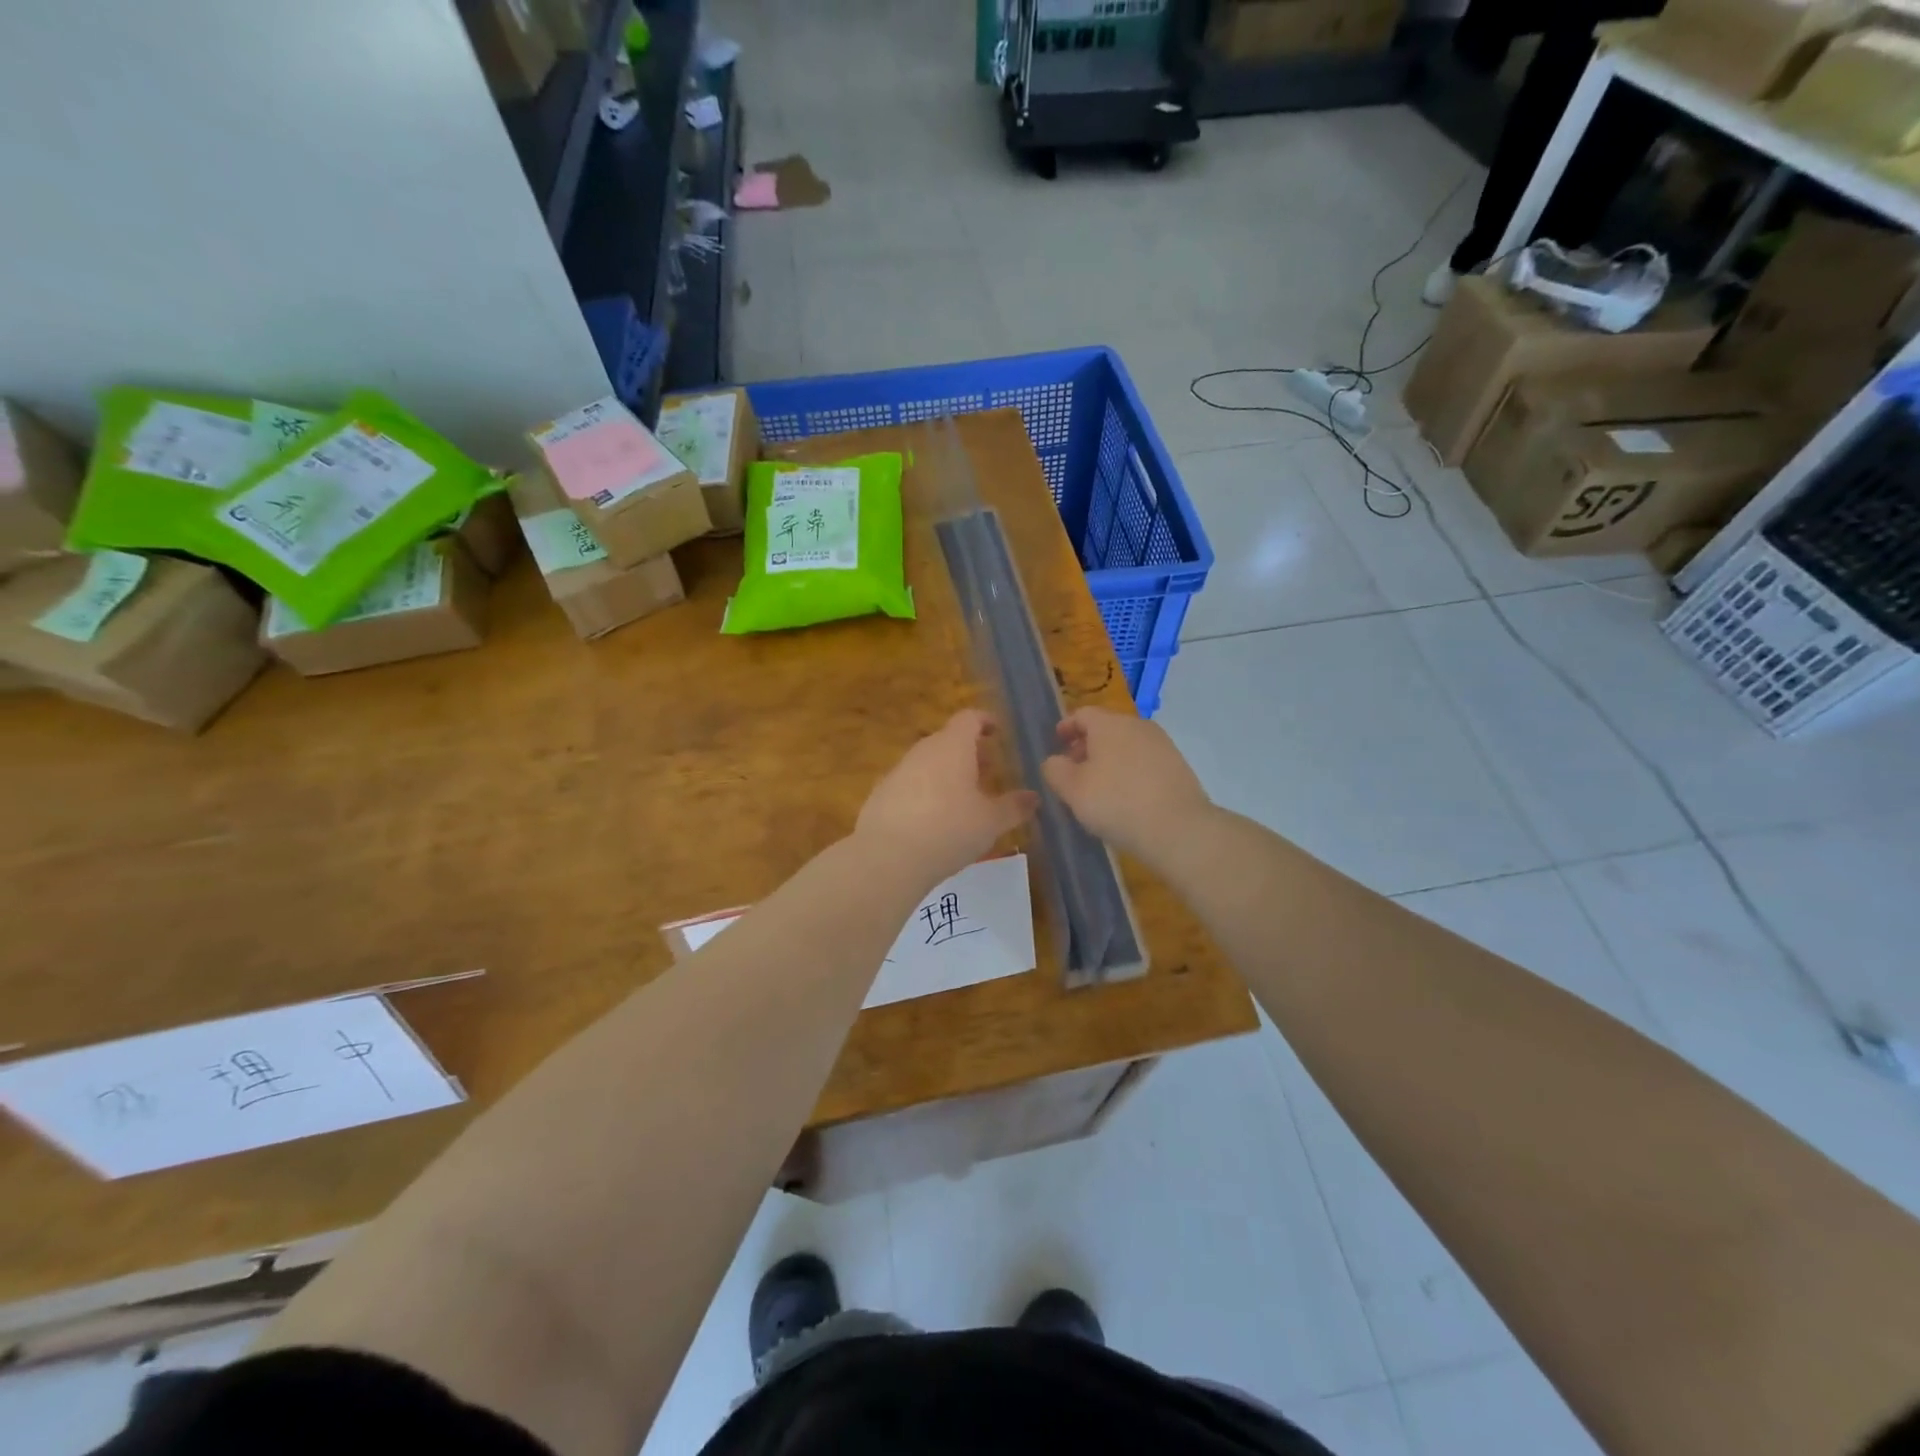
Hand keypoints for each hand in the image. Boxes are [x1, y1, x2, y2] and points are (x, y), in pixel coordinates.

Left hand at [855, 709, 1037, 884]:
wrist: (888, 857)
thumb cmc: (949, 830)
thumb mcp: (991, 822)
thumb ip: (1014, 807)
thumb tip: (1033, 797)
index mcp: (952, 746)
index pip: (969, 718)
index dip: (985, 721)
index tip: (998, 733)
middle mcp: (923, 751)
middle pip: (948, 740)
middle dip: (970, 752)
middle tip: (989, 772)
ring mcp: (898, 772)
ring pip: (928, 763)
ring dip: (947, 773)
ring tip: (964, 800)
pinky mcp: (881, 795)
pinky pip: (910, 785)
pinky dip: (926, 793)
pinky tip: (934, 821)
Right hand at [1041, 706, 1211, 859]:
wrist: (1179, 829)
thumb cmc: (1116, 803)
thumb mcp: (1072, 790)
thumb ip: (1055, 770)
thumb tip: (1055, 761)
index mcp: (1109, 724)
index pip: (1082, 714)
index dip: (1066, 727)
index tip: (1056, 743)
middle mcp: (1137, 726)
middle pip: (1106, 728)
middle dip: (1087, 745)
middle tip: (1074, 769)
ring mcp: (1162, 745)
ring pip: (1127, 745)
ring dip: (1109, 759)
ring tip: (1099, 787)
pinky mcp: (1178, 766)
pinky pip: (1144, 761)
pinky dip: (1130, 771)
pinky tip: (1126, 797)